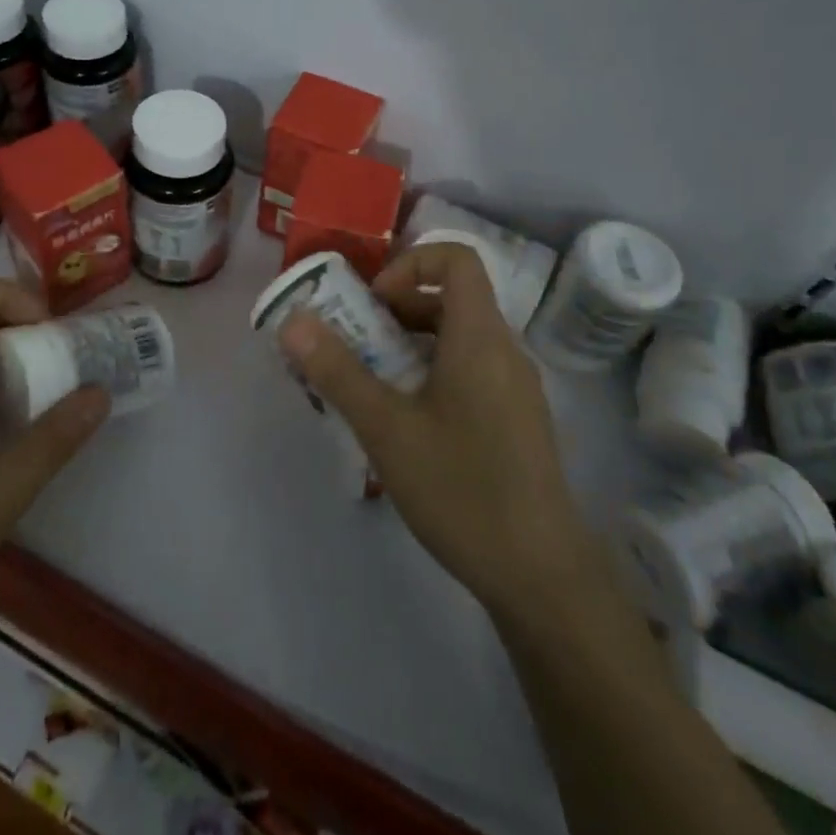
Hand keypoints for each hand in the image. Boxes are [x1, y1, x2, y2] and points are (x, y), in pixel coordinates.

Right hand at [279, 243, 586, 615]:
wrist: (542, 576)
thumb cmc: (462, 488)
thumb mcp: (386, 429)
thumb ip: (337, 371)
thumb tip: (293, 321)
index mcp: (479, 337)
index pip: (457, 258)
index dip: (410, 264)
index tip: (374, 303)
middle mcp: (504, 350)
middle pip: (451, 299)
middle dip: (396, 310)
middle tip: (354, 343)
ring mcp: (515, 387)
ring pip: (458, 338)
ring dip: (409, 345)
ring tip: (369, 384)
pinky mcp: (516, 419)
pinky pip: (469, 370)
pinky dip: (431, 373)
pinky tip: (404, 423)